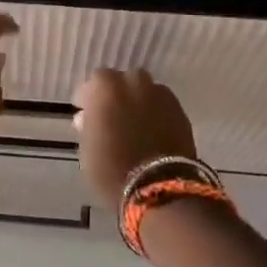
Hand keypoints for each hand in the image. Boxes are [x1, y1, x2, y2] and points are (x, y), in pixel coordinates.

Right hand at [71, 68, 197, 209]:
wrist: (158, 188)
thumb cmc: (111, 169)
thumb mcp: (87, 148)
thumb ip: (88, 126)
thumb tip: (87, 117)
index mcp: (108, 89)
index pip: (97, 79)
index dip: (90, 94)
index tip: (84, 110)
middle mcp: (136, 85)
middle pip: (126, 79)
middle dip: (118, 92)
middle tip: (111, 113)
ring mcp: (162, 98)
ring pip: (148, 90)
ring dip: (139, 100)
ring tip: (133, 122)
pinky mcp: (181, 114)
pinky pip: (164, 106)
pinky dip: (156, 113)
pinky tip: (151, 131)